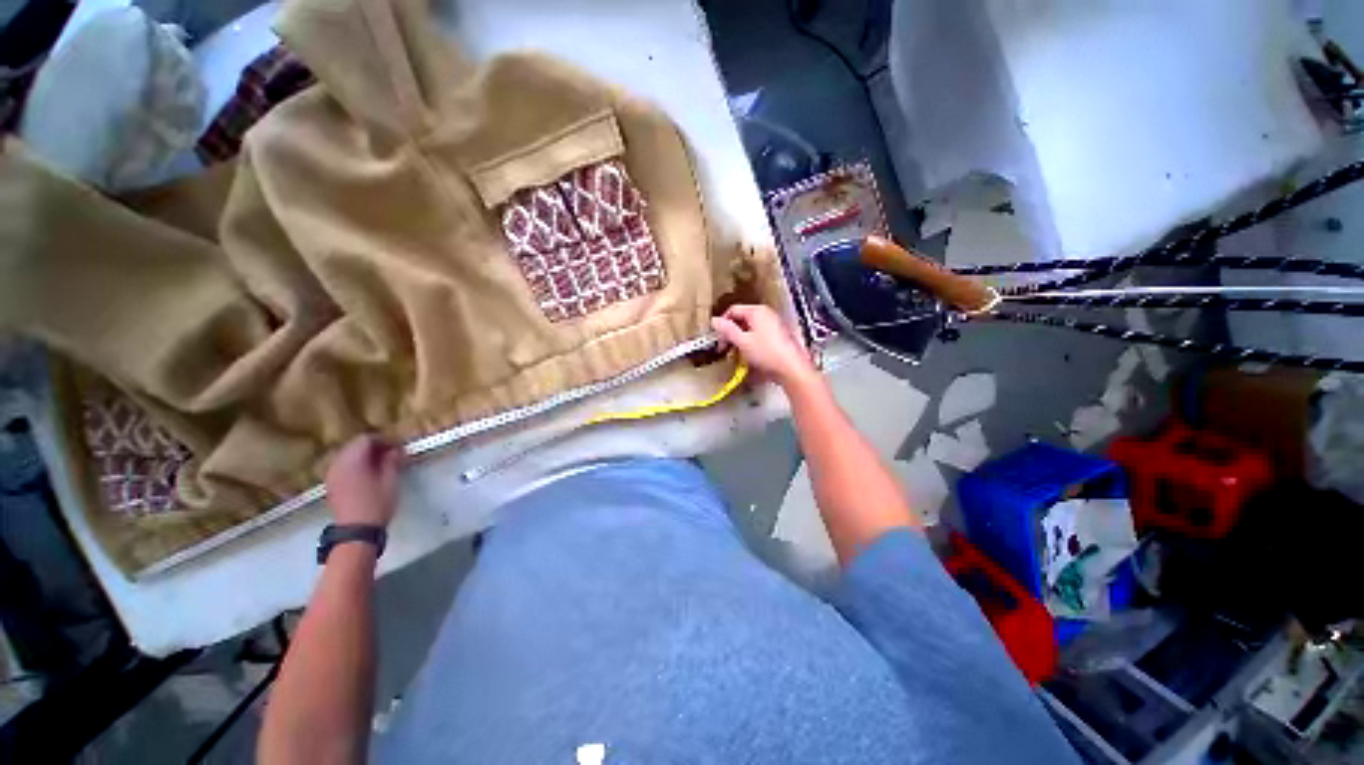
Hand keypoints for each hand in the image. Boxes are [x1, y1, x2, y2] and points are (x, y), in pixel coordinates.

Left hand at [326, 435, 400, 526]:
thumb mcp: (390, 481)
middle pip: (355, 445)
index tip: (398, 448)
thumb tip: (395, 450)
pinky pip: (343, 466)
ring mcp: (332, 475)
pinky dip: (356, 465)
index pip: (366, 439)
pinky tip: (368, 475)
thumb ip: (392, 461)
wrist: (356, 531)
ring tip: (381, 465)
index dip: (384, 440)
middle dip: (374, 447)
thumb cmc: (376, 504)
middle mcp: (338, 464)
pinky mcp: (331, 485)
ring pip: (348, 455)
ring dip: (365, 456)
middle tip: (392, 455)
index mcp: (352, 461)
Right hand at [711, 304, 817, 388]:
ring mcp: (773, 325)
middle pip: (741, 319)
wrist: (791, 369)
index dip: (722, 324)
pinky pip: (758, 335)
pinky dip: (750, 343)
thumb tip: (714, 320)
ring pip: (750, 328)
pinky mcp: (777, 336)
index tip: (718, 338)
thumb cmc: (767, 354)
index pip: (733, 310)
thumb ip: (727, 330)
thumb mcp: (742, 342)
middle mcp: (766, 314)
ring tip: (736, 354)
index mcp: (757, 311)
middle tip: (725, 348)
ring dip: (740, 339)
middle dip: (731, 333)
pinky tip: (749, 356)